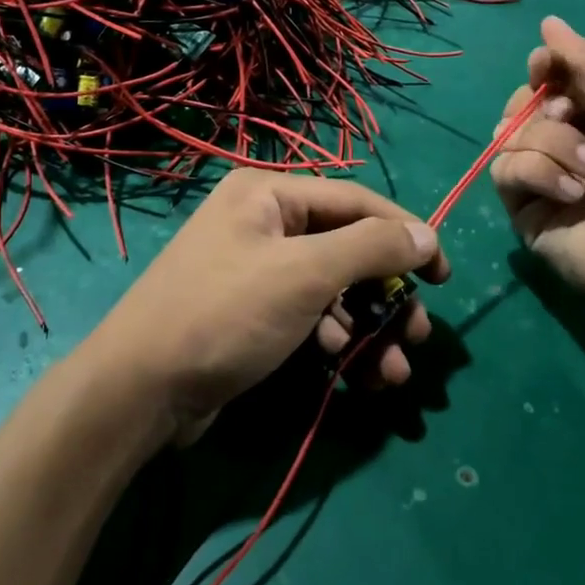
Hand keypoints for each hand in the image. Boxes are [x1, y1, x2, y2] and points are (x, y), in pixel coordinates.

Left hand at [87, 170, 447, 445]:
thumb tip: (427, 234)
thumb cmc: (224, 315)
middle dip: (387, 294)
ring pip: (333, 289)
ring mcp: (257, 270)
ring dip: (369, 327)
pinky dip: (338, 341)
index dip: (406, 233)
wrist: (140, 391)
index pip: (356, 201)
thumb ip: (370, 248)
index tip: (444, 275)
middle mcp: (264, 222)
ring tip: (394, 372)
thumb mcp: (304, 274)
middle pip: (347, 248)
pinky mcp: (254, 313)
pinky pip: (311, 316)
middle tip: (419, 334)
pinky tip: (357, 374)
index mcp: (269, 193)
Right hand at [490, 16, 584, 348]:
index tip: (545, 65)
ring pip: (509, 133)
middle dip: (542, 103)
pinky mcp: (525, 211)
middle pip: (522, 103)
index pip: (552, 80)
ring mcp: (545, 179)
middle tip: (571, 116)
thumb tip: (547, 22)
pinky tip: (572, 192)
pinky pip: (506, 171)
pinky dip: (537, 172)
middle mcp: (568, 143)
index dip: (544, 68)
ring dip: (550, 141)